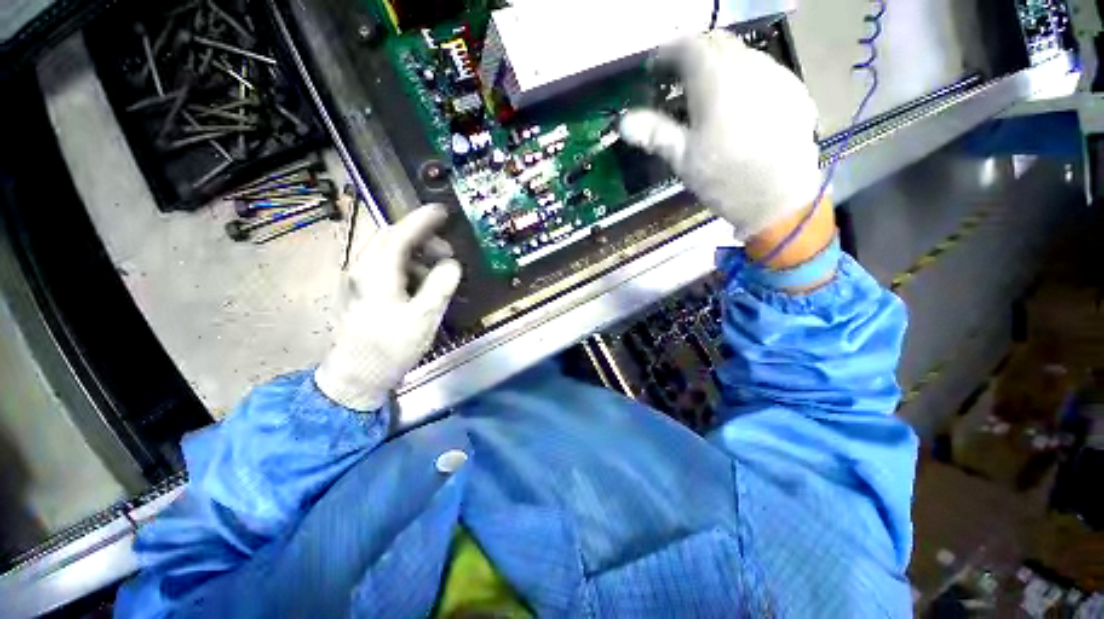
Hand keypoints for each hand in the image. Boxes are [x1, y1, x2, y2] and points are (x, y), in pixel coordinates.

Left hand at [315, 204, 461, 410]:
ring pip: (389, 253)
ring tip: (439, 271)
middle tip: (448, 252)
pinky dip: (408, 268)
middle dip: (422, 239)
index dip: (422, 220)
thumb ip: (440, 286)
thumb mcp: (424, 317)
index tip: (442, 211)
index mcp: (375, 273)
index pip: (399, 235)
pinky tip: (422, 285)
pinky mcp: (361, 292)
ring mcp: (358, 281)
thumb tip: (451, 265)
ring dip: (416, 255)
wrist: (358, 376)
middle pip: (391, 239)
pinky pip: (386, 268)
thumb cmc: (392, 347)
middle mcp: (361, 270)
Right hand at [619, 31, 822, 240]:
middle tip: (676, 80)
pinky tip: (738, 105)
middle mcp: (748, 65)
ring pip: (742, 54)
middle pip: (716, 43)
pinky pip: (763, 71)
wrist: (779, 198)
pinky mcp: (794, 90)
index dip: (667, 52)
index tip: (654, 68)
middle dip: (693, 55)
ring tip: (706, 94)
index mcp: (716, 80)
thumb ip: (655, 133)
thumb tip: (623, 122)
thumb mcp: (683, 159)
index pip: (688, 46)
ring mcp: (776, 75)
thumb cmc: (724, 179)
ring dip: (719, 65)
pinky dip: (743, 78)